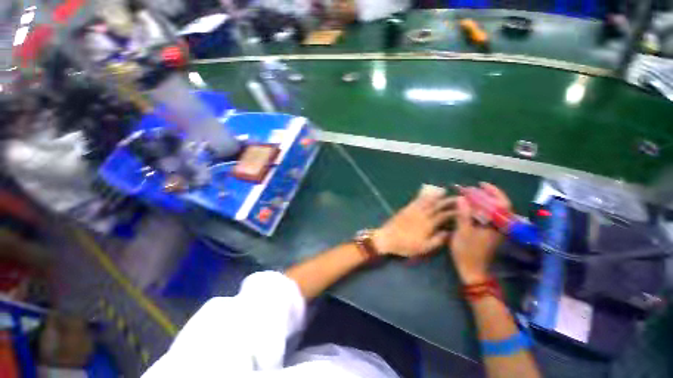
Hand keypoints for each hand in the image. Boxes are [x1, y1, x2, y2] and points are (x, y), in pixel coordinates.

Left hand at [373, 193, 456, 257]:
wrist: (387, 238)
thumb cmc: (405, 245)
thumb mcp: (423, 248)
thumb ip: (437, 240)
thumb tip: (449, 232)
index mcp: (428, 224)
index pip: (443, 215)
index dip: (453, 211)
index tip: (462, 208)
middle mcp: (422, 215)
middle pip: (436, 206)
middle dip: (447, 201)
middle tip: (457, 197)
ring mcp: (413, 210)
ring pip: (427, 201)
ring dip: (436, 196)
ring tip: (444, 191)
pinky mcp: (405, 209)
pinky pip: (416, 200)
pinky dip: (422, 196)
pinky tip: (426, 194)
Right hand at [449, 183, 510, 284]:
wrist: (472, 270)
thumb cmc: (467, 252)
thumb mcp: (463, 232)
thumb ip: (464, 214)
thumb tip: (462, 198)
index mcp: (497, 226)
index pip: (502, 204)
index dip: (493, 192)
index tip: (481, 184)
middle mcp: (500, 226)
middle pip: (499, 206)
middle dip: (486, 195)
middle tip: (471, 190)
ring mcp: (496, 230)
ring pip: (494, 211)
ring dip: (483, 201)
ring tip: (469, 196)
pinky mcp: (491, 233)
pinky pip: (489, 217)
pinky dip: (481, 209)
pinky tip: (470, 208)